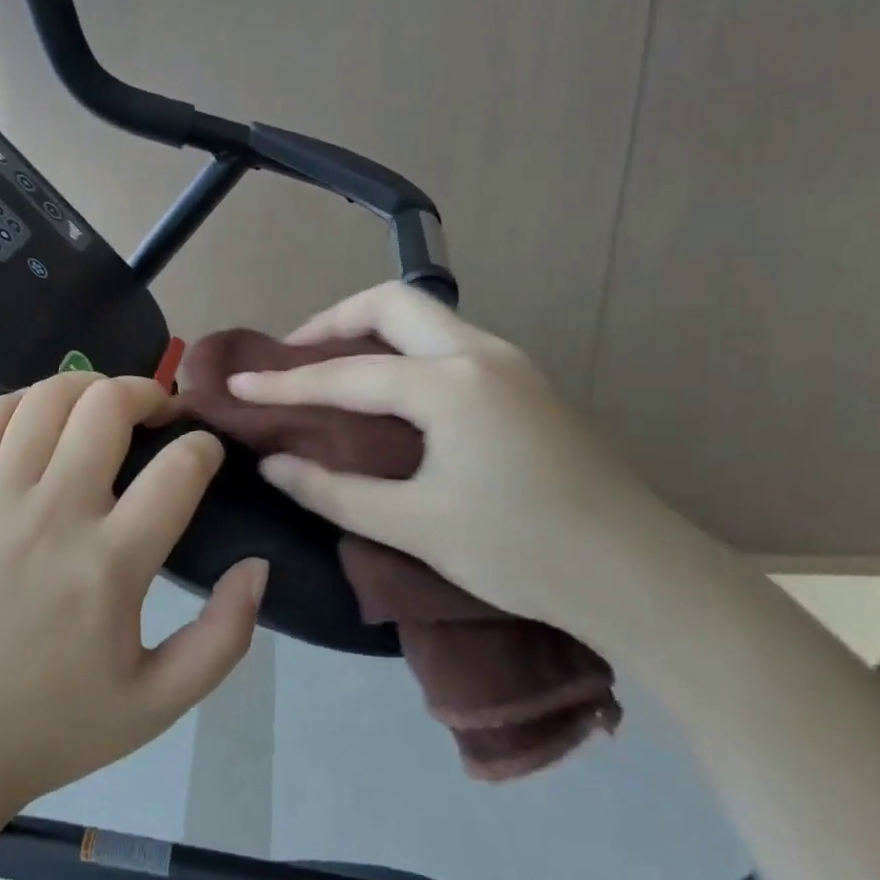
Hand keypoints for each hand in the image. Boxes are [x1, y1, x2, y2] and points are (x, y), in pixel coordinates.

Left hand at [0, 373, 267, 819]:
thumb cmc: (58, 726)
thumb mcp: (161, 703)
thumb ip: (225, 636)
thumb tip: (256, 565)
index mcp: (109, 566)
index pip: (178, 469)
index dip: (205, 448)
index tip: (208, 455)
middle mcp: (51, 517)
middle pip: (107, 407)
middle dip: (149, 393)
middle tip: (163, 414)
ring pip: (45, 399)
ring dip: (89, 387)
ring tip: (108, 406)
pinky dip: (22, 400)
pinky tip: (43, 418)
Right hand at [228, 282, 728, 648]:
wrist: (641, 576)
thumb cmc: (522, 551)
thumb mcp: (414, 526)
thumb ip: (333, 490)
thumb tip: (274, 463)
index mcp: (450, 384)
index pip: (347, 374)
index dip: (285, 383)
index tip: (238, 383)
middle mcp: (480, 354)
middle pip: (392, 303)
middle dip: (334, 320)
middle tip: (294, 357)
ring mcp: (511, 364)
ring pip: (426, 317)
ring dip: (372, 331)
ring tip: (332, 371)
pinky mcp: (526, 384)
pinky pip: (448, 343)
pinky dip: (404, 351)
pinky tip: (390, 394)